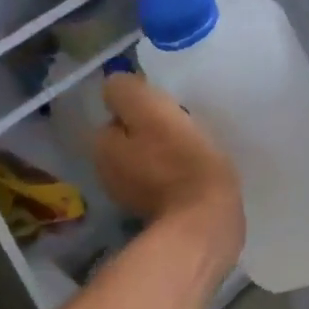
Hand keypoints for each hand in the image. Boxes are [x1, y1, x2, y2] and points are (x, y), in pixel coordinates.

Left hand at [94, 74, 243, 267]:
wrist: (206, 223)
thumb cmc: (182, 163)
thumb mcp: (152, 111)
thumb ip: (128, 91)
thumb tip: (119, 84)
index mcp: (102, 146)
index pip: (121, 114)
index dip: (146, 109)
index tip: (172, 112)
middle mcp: (107, 174)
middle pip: (134, 139)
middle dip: (155, 134)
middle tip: (187, 132)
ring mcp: (131, 199)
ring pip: (150, 162)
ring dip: (168, 156)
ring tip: (197, 154)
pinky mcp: (158, 217)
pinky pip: (166, 184)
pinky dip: (178, 178)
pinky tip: (198, 177)